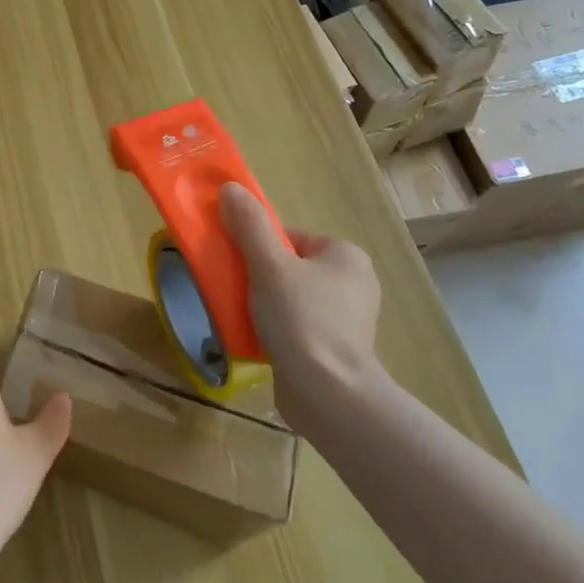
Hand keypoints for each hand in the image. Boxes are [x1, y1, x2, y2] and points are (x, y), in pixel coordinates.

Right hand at [218, 182, 385, 421]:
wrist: (328, 394)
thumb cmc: (302, 319)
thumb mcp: (269, 266)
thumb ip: (249, 225)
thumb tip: (230, 188)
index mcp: (346, 256)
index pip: (291, 237)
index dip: (259, 247)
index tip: (239, 265)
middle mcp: (354, 283)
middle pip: (289, 267)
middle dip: (259, 277)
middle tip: (236, 291)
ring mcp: (347, 320)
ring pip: (290, 298)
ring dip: (263, 304)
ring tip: (242, 316)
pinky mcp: (336, 349)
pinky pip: (297, 326)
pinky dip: (276, 329)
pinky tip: (257, 339)